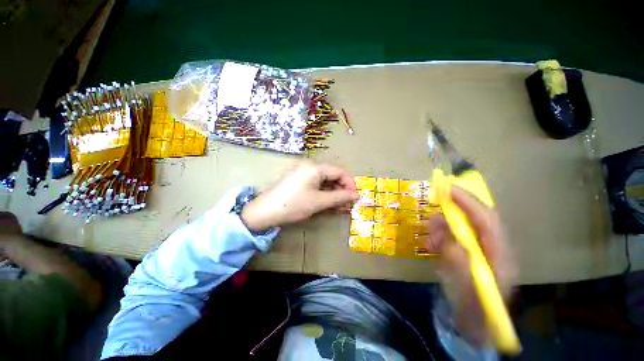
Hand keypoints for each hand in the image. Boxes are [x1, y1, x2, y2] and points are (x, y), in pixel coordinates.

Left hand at [241, 162, 358, 231]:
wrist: (265, 211)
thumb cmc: (294, 204)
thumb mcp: (319, 201)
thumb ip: (339, 197)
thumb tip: (356, 195)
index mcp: (315, 168)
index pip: (339, 172)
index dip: (350, 183)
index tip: (356, 197)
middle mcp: (310, 167)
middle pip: (332, 175)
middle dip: (342, 189)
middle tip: (348, 204)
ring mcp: (304, 173)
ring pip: (325, 181)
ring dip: (334, 193)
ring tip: (340, 206)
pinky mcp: (299, 181)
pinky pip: (316, 185)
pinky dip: (324, 193)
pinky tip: (328, 203)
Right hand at [423, 186, 516, 344]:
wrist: (476, 326)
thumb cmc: (475, 311)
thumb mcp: (467, 290)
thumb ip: (460, 263)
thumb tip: (447, 238)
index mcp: (500, 254)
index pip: (486, 219)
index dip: (467, 201)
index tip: (445, 189)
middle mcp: (492, 247)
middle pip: (475, 218)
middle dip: (454, 208)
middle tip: (433, 202)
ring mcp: (480, 250)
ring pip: (462, 225)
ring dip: (443, 224)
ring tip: (428, 230)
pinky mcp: (468, 254)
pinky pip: (453, 236)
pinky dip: (439, 235)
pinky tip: (430, 242)